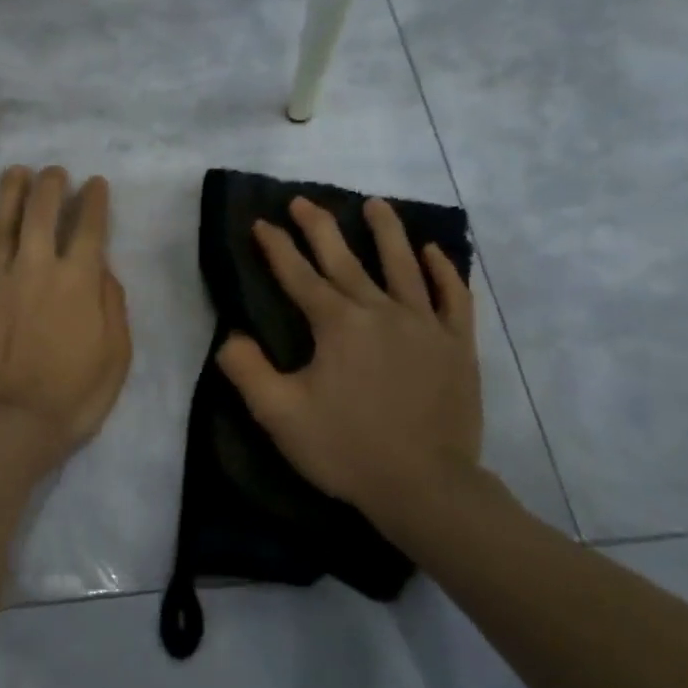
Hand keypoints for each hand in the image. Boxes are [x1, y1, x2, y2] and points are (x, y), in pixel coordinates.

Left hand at [0, 166, 132, 467]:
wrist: (5, 422)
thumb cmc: (71, 395)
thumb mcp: (116, 355)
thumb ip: (112, 305)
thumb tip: (102, 269)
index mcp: (78, 280)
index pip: (88, 226)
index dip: (93, 201)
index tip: (94, 184)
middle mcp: (35, 266)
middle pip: (41, 211)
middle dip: (50, 185)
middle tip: (54, 173)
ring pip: (2, 220)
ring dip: (11, 191)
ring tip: (17, 172)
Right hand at [216, 196, 483, 523]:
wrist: (425, 486)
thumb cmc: (346, 449)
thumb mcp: (279, 415)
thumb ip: (247, 370)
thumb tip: (230, 336)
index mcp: (337, 325)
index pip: (298, 275)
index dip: (276, 248)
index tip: (261, 223)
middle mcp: (380, 311)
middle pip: (345, 260)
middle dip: (319, 227)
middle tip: (303, 201)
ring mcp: (425, 325)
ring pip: (403, 265)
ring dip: (387, 231)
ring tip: (374, 204)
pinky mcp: (456, 345)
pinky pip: (452, 296)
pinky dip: (442, 270)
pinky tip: (433, 252)